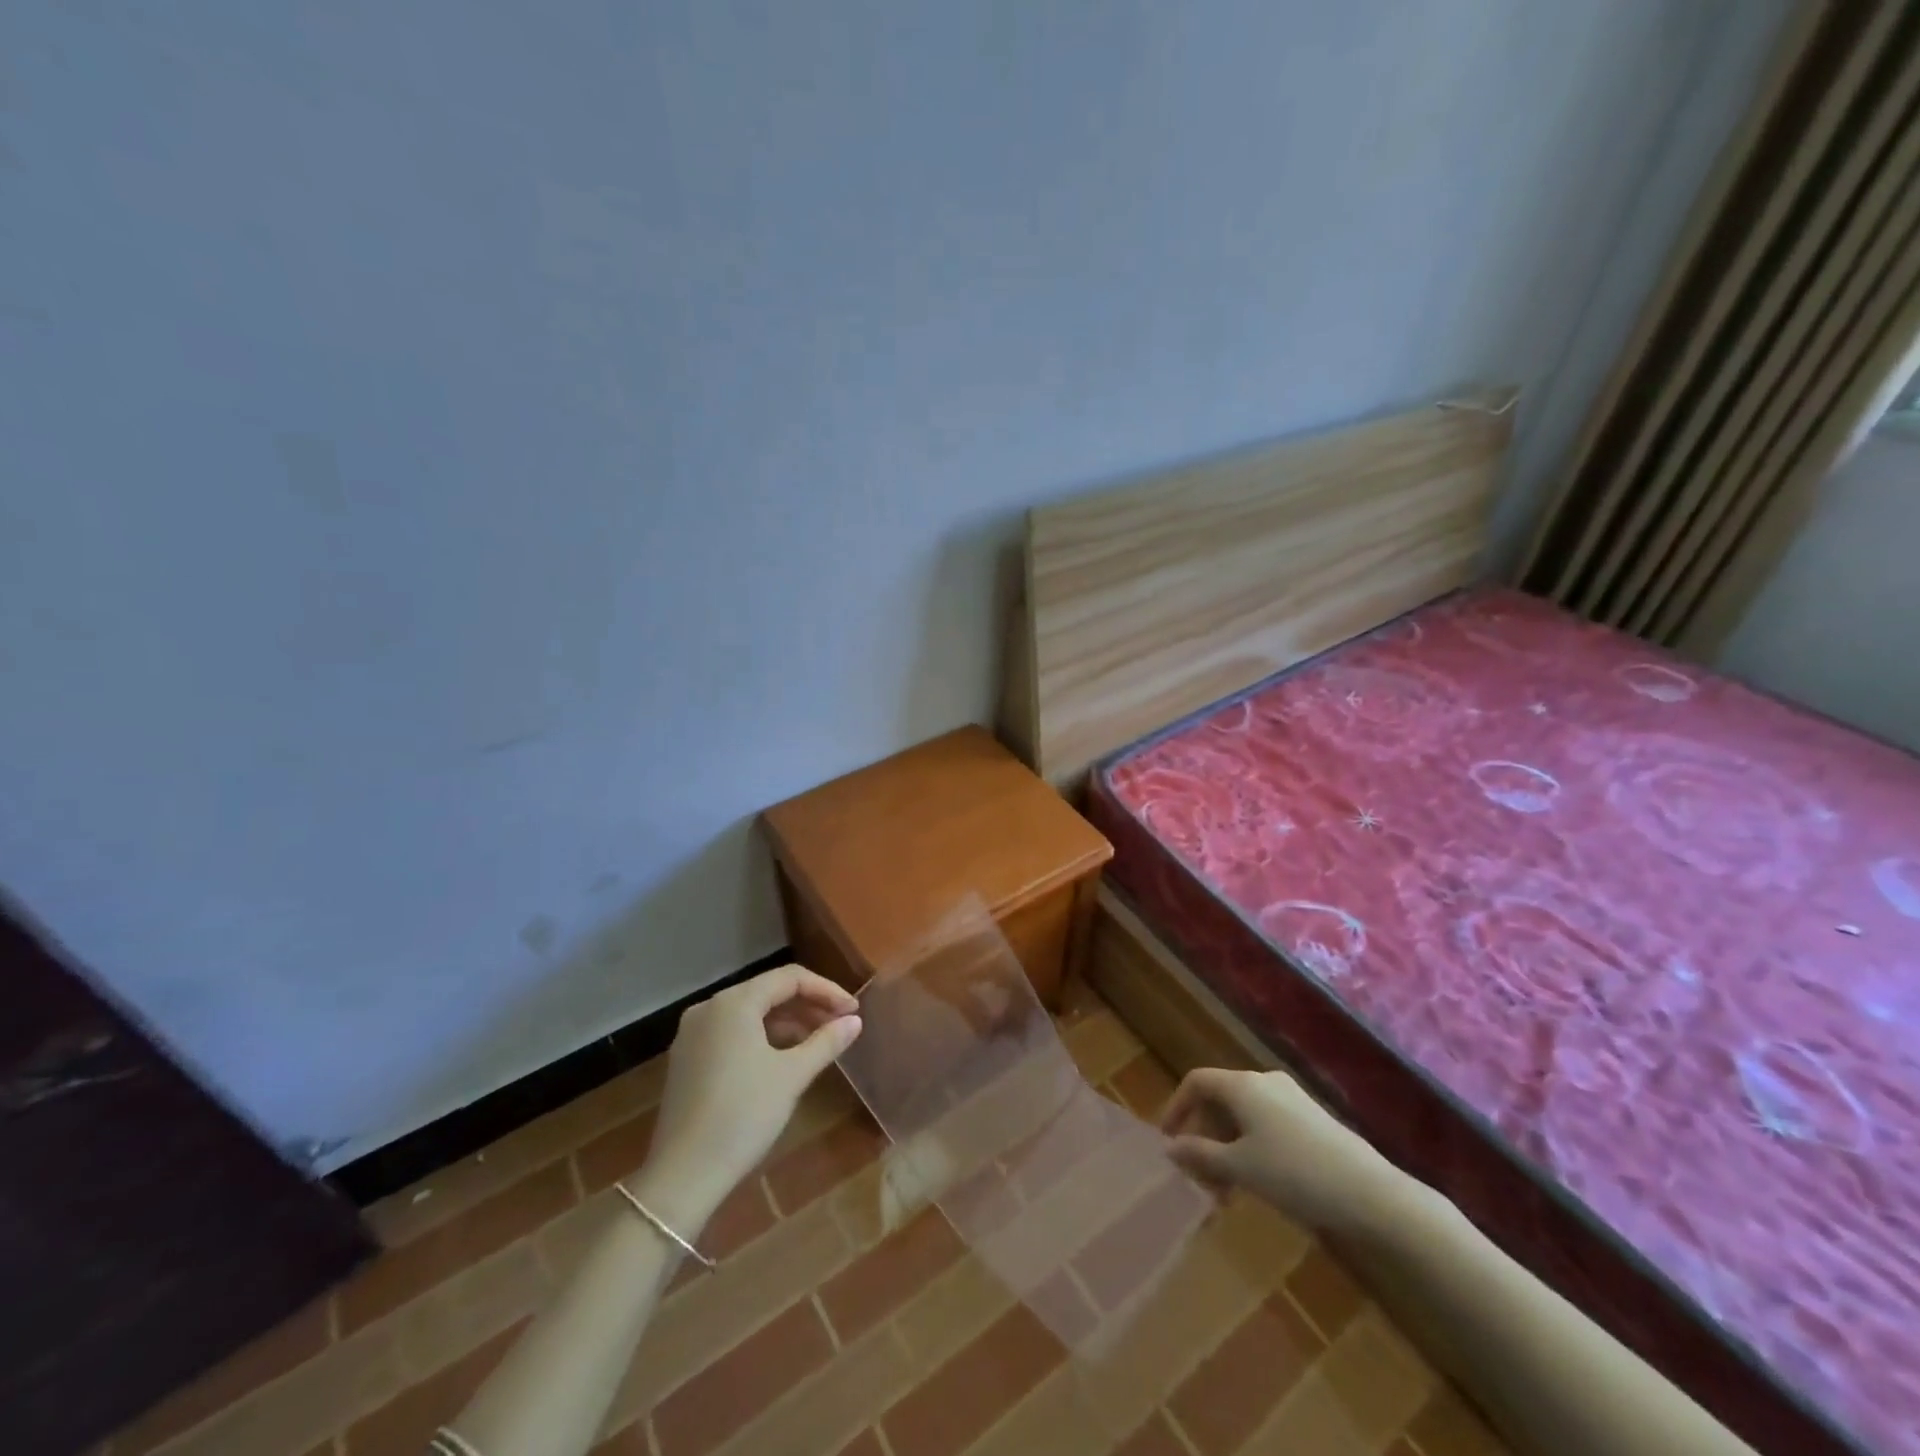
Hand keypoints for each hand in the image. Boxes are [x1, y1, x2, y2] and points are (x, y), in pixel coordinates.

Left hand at [634, 965, 861, 1233]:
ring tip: (819, 1042)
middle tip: (840, 1025)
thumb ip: (826, 1042)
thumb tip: (855, 1020)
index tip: (853, 1011)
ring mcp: (693, 1033)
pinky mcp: (687, 1058)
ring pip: (750, 1013)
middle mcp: (710, 1007)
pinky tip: (784, 1057)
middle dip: (808, 1005)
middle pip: (768, 991)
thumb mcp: (792, 1076)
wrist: (683, 1176)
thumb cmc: (743, 1116)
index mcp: (734, 1003)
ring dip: (787, 1021)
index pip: (789, 978)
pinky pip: (733, 1032)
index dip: (826, 990)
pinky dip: (762, 1037)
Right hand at [1160, 1067, 1399, 1232]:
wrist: (1371, 1194)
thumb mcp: (1240, 1168)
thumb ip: (1200, 1154)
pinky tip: (1259, 1181)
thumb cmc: (1295, 1174)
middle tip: (1200, 1177)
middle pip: (1220, 1098)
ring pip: (1244, 1114)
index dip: (1177, 1107)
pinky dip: (1251, 1146)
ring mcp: (1291, 1098)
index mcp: (1242, 1085)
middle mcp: (1264, 1081)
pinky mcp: (1312, 1118)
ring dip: (1227, 1146)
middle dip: (1204, 1135)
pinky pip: (1267, 1123)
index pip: (1196, 1081)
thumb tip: (1170, 1146)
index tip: (1169, 1142)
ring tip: (1228, 1189)